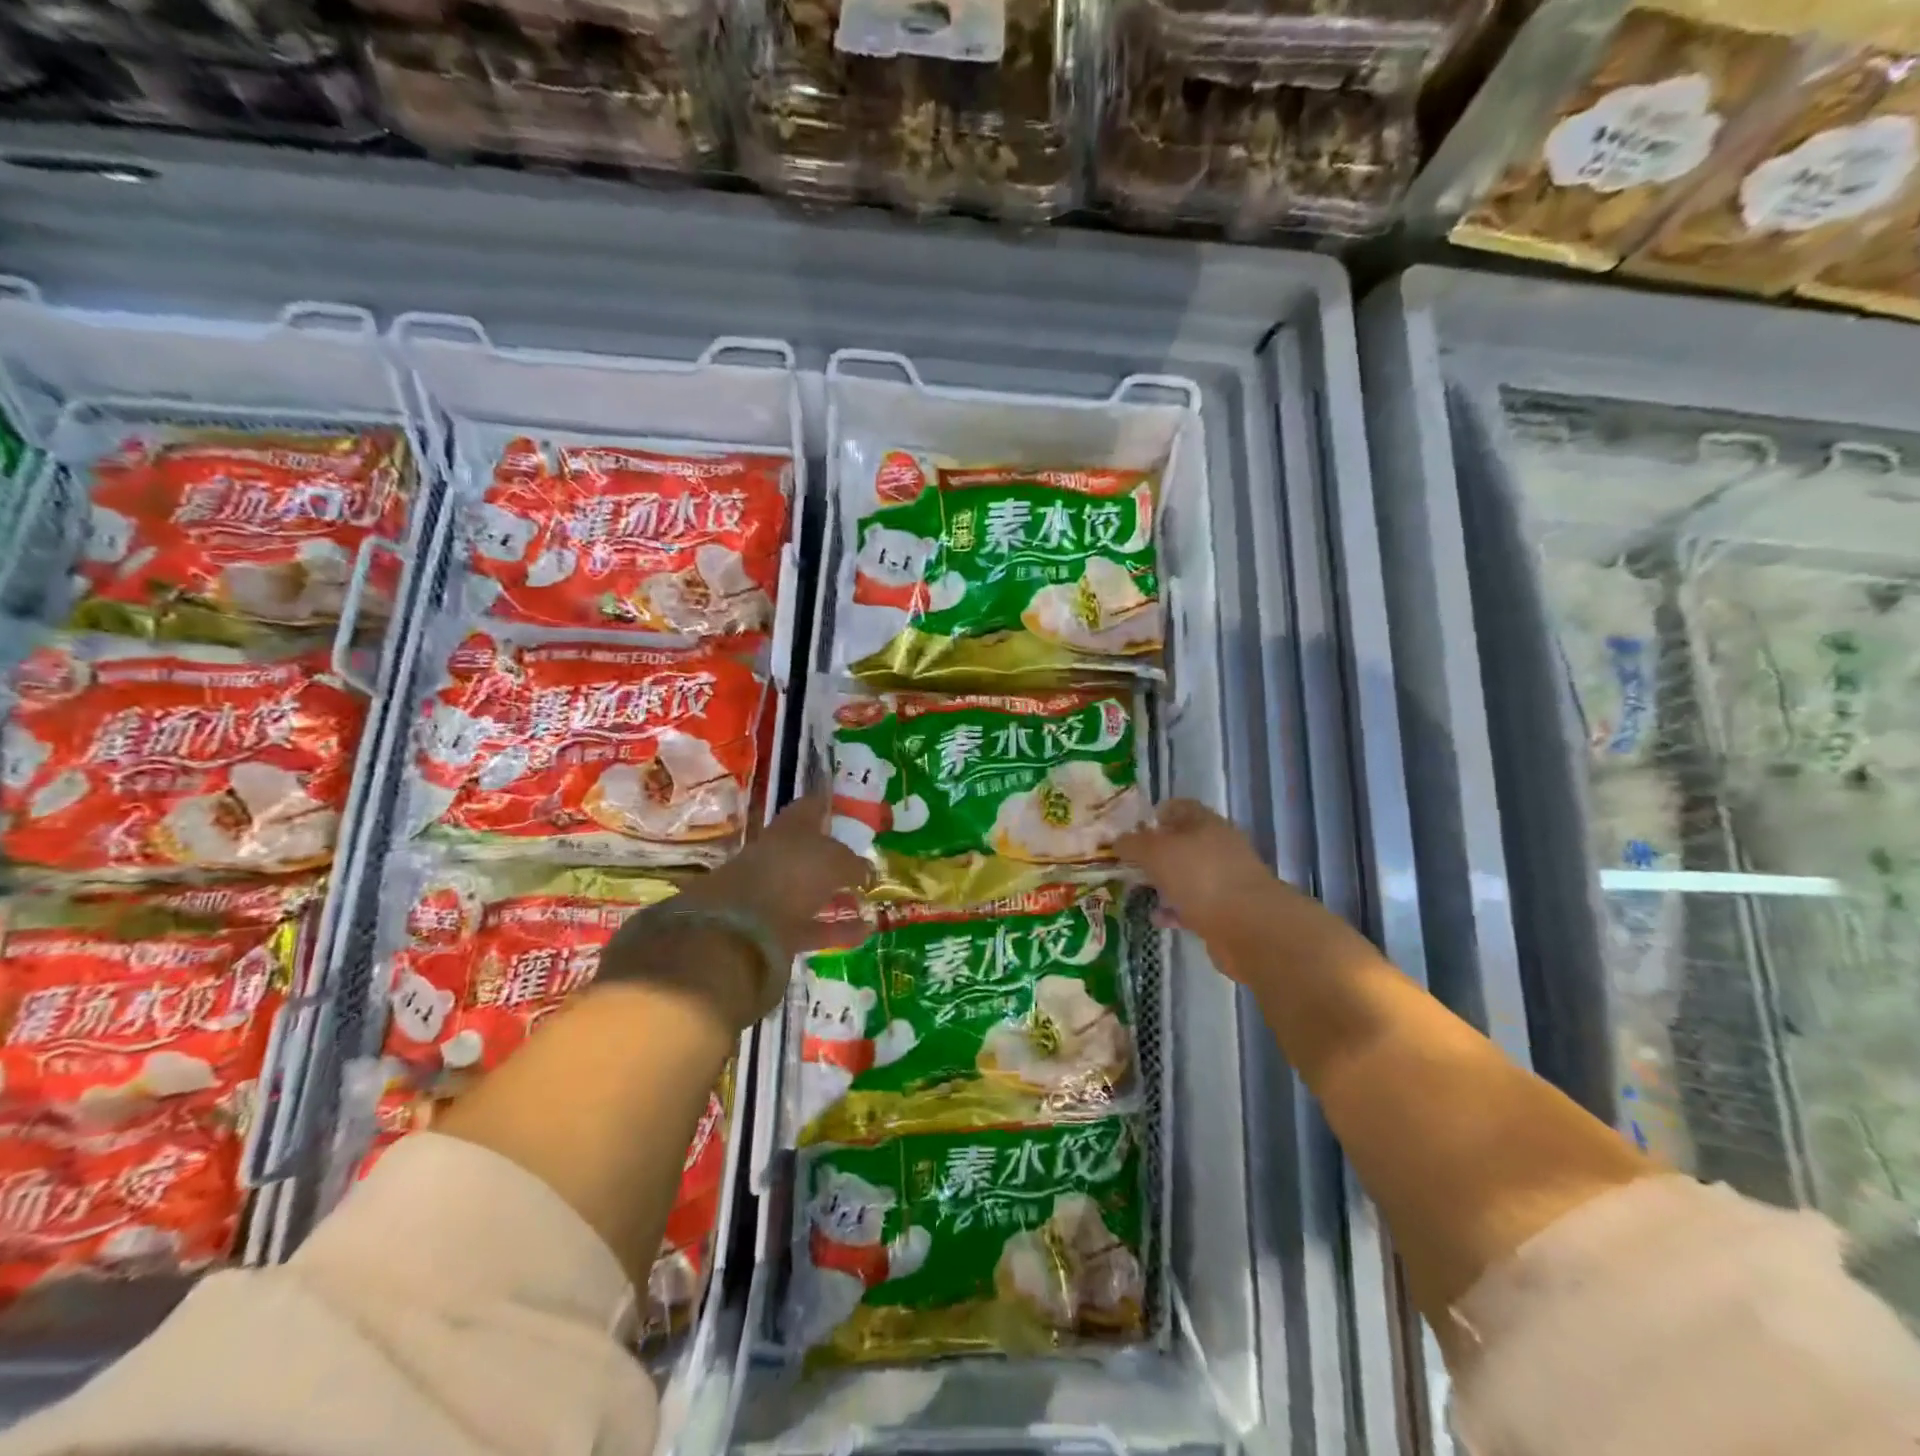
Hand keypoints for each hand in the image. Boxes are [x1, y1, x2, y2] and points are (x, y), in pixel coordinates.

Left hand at [599, 791, 871, 1031]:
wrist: (738, 930)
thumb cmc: (791, 875)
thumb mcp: (833, 860)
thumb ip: (852, 864)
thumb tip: (865, 871)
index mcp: (788, 829)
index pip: (809, 809)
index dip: (824, 806)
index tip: (840, 807)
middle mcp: (776, 857)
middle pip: (807, 853)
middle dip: (831, 857)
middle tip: (860, 860)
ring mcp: (769, 895)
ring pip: (808, 892)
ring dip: (835, 897)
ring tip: (866, 901)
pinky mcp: (769, 932)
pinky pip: (808, 926)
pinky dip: (834, 928)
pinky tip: (862, 932)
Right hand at [1115, 799, 1276, 940]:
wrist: (1249, 928)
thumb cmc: (1200, 877)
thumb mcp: (1156, 853)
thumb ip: (1133, 844)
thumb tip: (1117, 840)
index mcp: (1206, 824)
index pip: (1180, 807)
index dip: (1156, 813)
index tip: (1133, 828)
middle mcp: (1219, 847)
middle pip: (1183, 843)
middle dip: (1156, 852)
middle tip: (1128, 861)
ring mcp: (1225, 880)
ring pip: (1187, 875)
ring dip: (1164, 882)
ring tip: (1137, 889)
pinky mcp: (1226, 911)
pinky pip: (1194, 905)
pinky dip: (1175, 910)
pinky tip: (1157, 917)